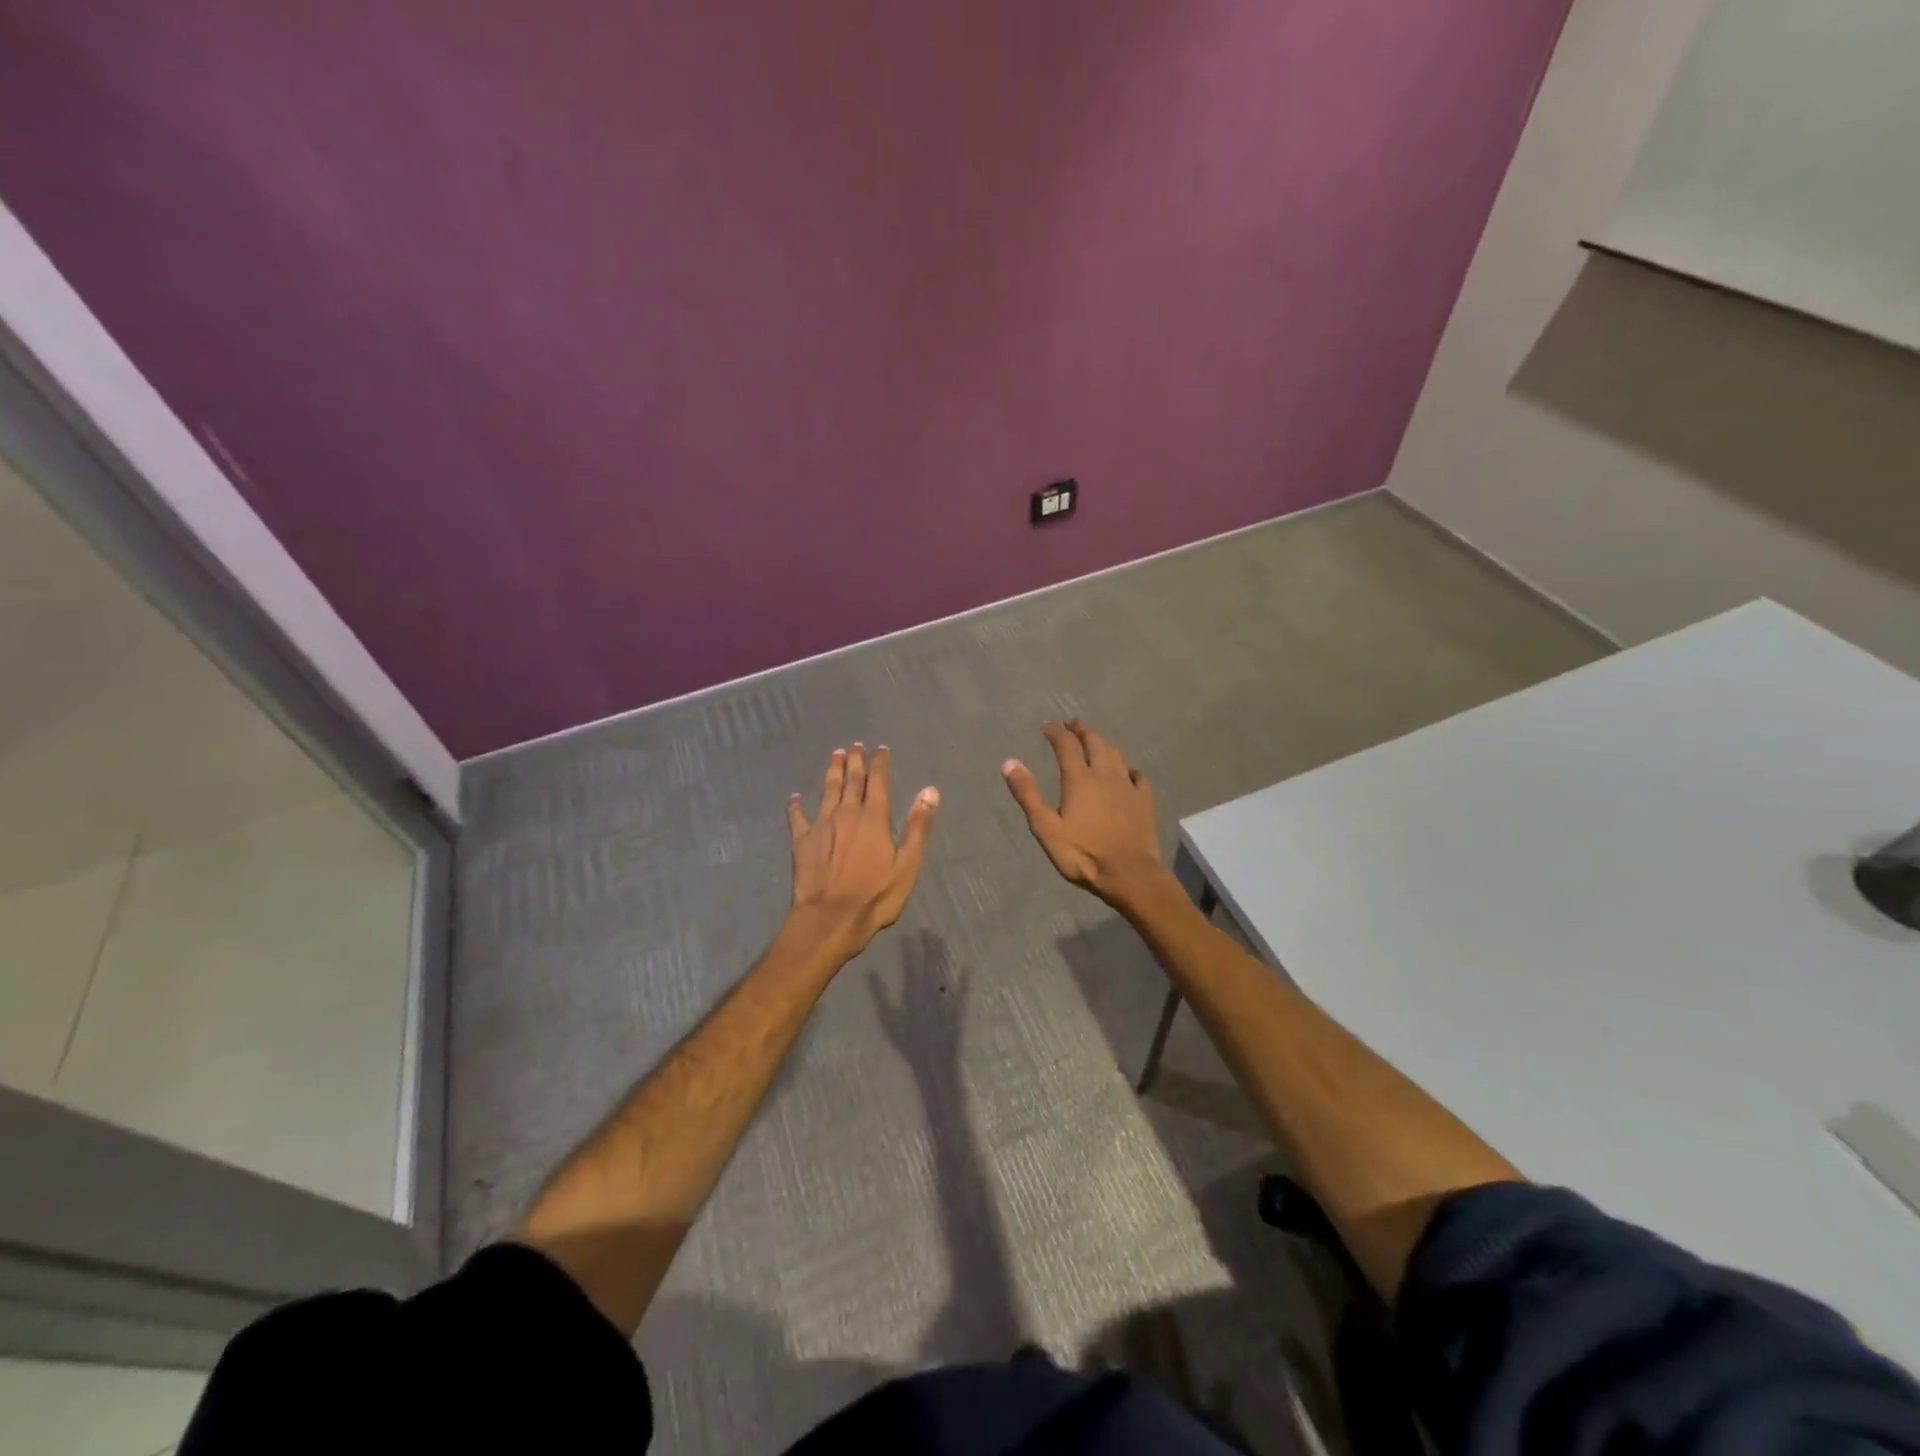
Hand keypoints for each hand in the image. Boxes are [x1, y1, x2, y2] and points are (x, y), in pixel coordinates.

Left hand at [786, 743, 938, 960]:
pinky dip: (796, 806)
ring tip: (835, 755)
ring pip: (828, 791)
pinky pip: (797, 818)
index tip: (880, 749)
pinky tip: (795, 798)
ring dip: (832, 771)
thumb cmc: (875, 896)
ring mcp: (821, 826)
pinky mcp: (801, 842)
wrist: (829, 919)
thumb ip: (918, 826)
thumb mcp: (907, 865)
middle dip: (856, 761)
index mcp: (874, 818)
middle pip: (852, 780)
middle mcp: (847, 814)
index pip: (878, 782)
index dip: (880, 763)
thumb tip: (929, 790)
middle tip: (856, 745)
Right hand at [1002, 720, 1166, 906]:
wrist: (1129, 874)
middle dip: (1082, 730)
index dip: (1056, 732)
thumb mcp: (1046, 828)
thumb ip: (1028, 794)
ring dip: (1103, 743)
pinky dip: (1128, 768)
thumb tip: (1009, 762)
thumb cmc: (1083, 854)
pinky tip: (1127, 773)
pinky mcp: (1144, 800)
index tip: (1047, 726)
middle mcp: (1105, 775)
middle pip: (1094, 742)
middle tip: (1073, 724)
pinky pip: (1137, 776)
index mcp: (1079, 779)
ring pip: (1116, 754)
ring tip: (1095, 741)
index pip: (1066, 745)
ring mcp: (1128, 786)